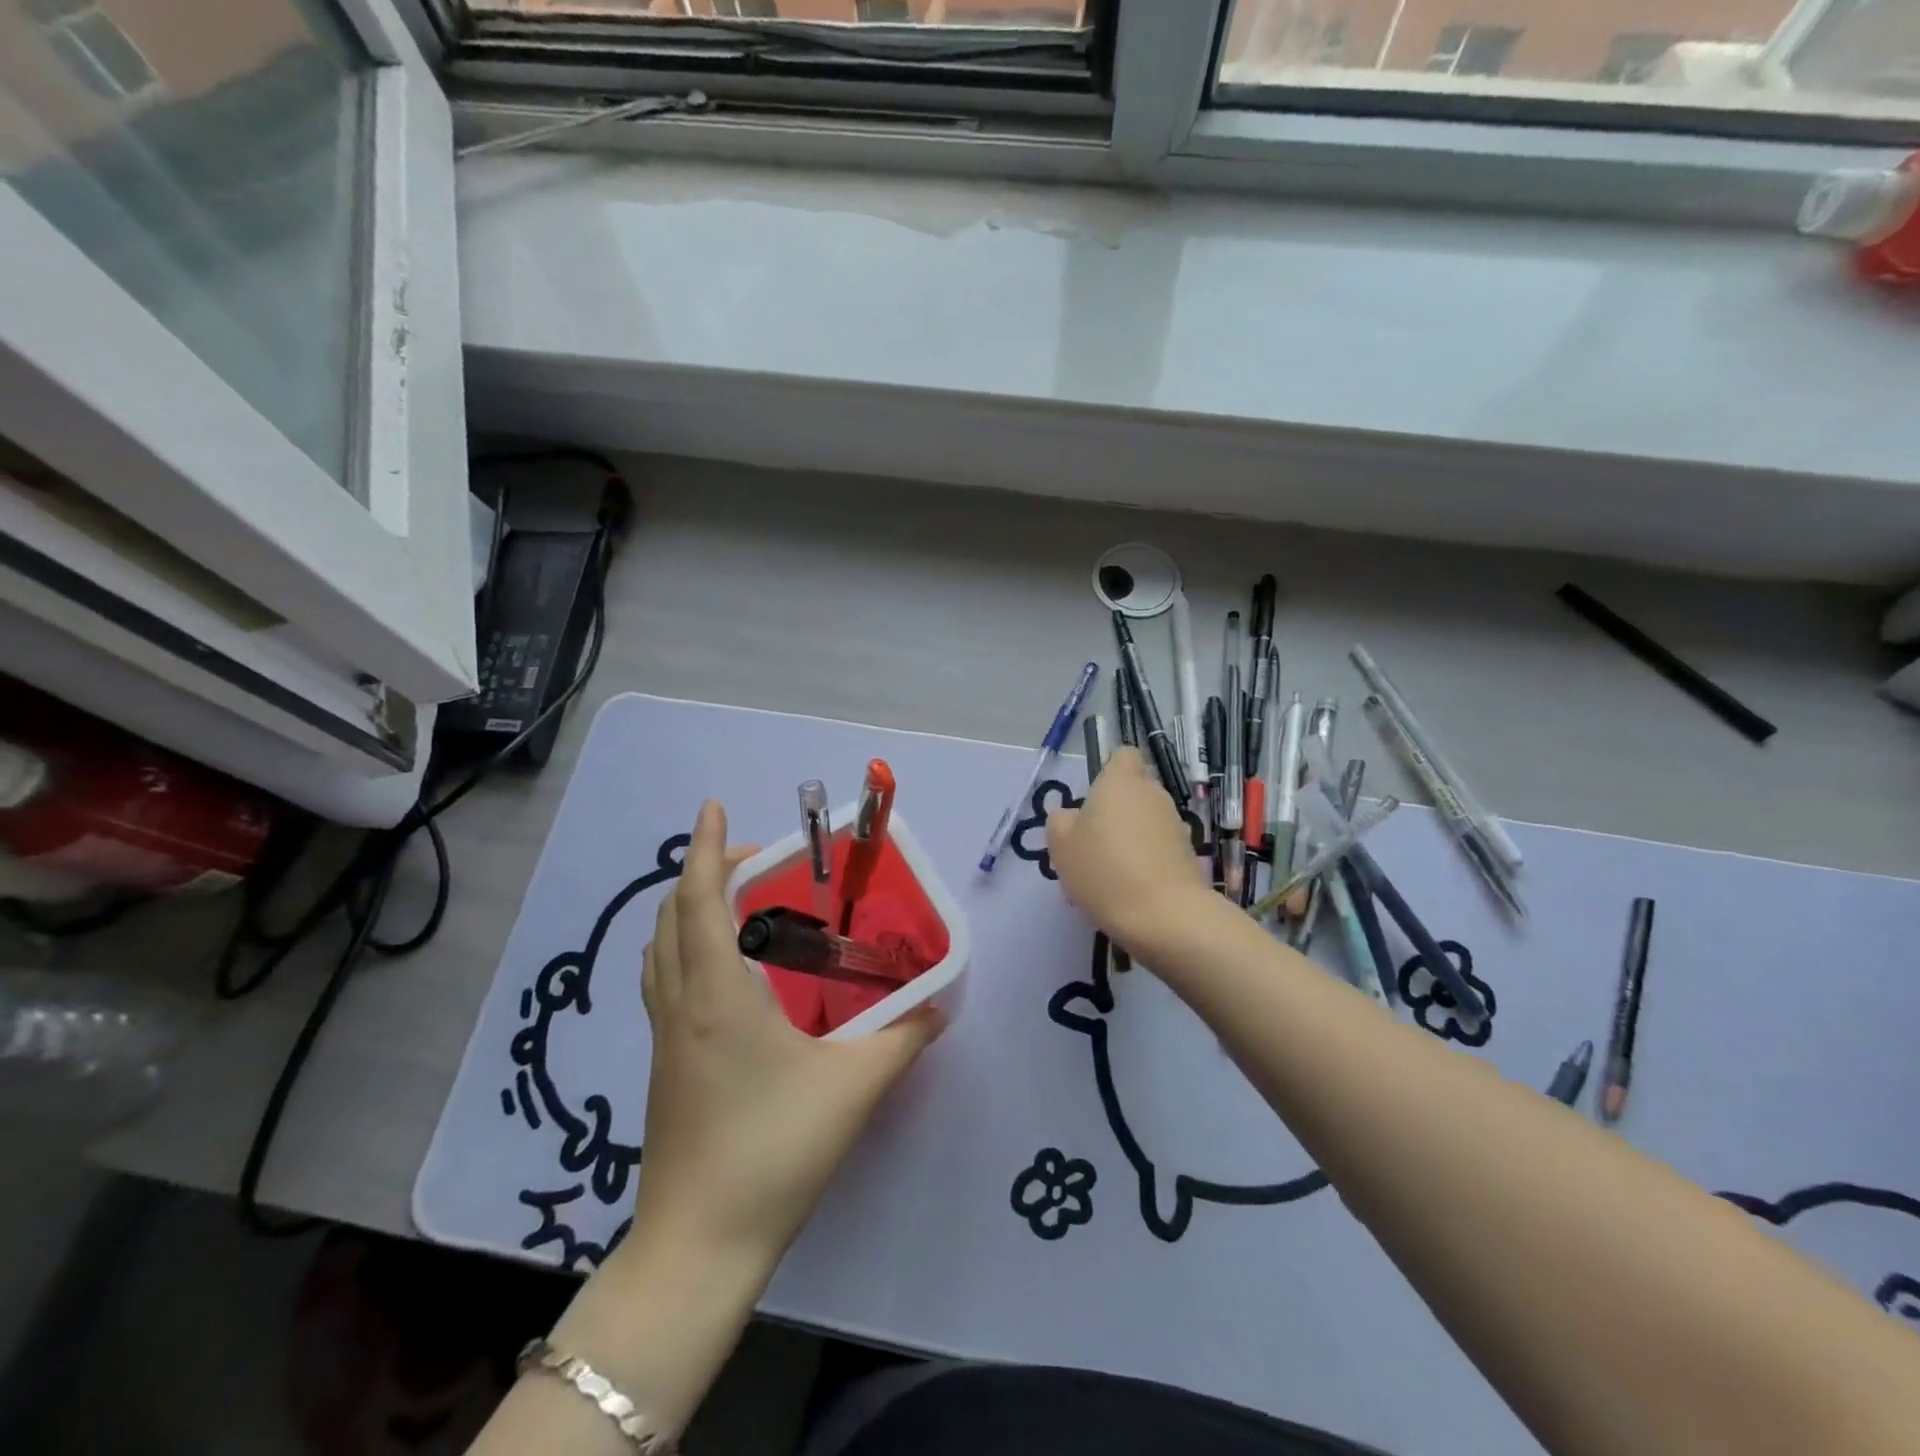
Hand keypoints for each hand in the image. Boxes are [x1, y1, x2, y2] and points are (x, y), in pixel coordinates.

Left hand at [633, 801, 944, 1267]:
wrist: (699, 1246)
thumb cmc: (773, 1151)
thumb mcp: (853, 1089)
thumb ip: (903, 1039)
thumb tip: (939, 1005)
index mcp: (717, 995)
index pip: (701, 899)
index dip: (706, 847)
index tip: (714, 807)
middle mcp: (681, 1004)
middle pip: (672, 915)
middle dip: (703, 872)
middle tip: (754, 863)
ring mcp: (664, 1037)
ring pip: (660, 949)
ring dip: (688, 910)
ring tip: (737, 906)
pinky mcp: (663, 1066)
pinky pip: (663, 981)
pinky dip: (682, 949)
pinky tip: (722, 973)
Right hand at [1048, 748, 1211, 953]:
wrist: (1165, 916)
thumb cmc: (1105, 870)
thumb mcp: (1062, 846)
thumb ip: (1061, 822)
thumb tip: (1070, 815)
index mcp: (1121, 781)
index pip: (1123, 755)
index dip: (1108, 770)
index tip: (1091, 797)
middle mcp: (1153, 794)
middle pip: (1132, 791)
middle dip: (1113, 812)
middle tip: (1089, 845)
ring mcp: (1175, 824)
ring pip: (1144, 823)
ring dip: (1127, 839)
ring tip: (1105, 876)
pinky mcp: (1188, 855)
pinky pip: (1157, 849)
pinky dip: (1143, 862)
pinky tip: (1126, 892)